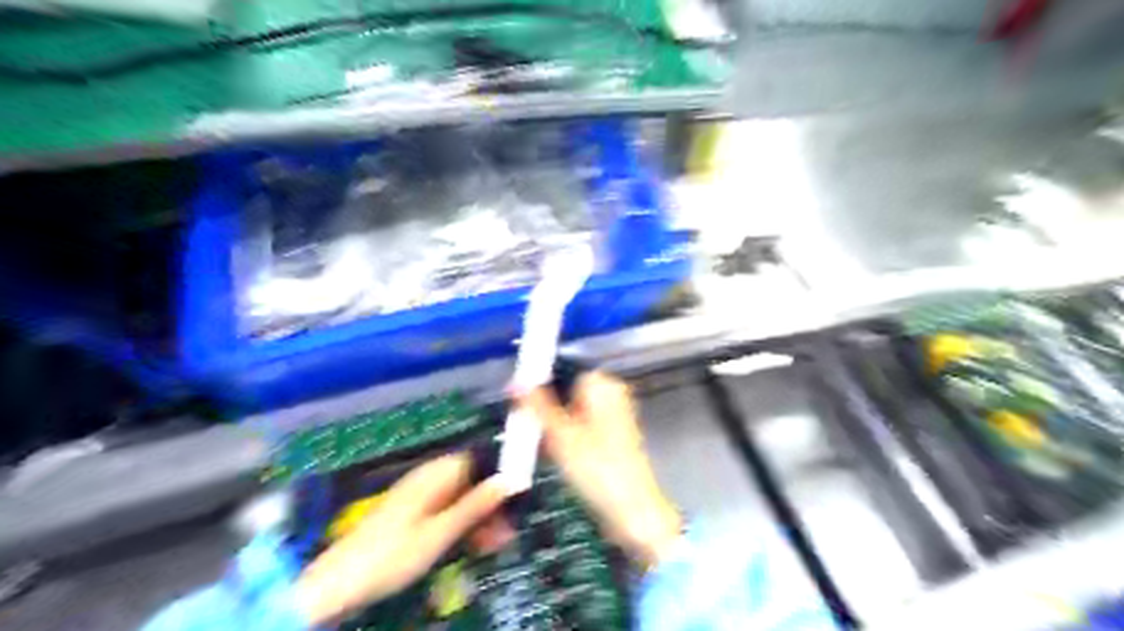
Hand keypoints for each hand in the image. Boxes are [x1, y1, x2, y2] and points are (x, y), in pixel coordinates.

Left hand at [297, 453, 509, 624]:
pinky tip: (472, 544)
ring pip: (461, 498)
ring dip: (479, 517)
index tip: (517, 496)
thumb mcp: (440, 533)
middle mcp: (428, 479)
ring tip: (494, 543)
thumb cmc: (392, 554)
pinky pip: (447, 511)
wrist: (340, 583)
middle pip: (471, 480)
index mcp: (434, 475)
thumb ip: (475, 505)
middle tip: (508, 529)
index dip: (500, 473)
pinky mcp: (413, 515)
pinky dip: (462, 525)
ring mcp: (419, 497)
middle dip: (491, 502)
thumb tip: (508, 481)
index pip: (477, 458)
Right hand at [516, 372, 678, 569]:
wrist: (633, 512)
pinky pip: (579, 429)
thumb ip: (536, 405)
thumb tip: (514, 381)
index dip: (538, 384)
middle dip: (543, 409)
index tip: (515, 401)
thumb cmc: (597, 468)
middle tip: (522, 427)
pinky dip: (565, 439)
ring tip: (534, 444)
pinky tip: (551, 456)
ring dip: (551, 426)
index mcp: (602, 384)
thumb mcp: (560, 435)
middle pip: (565, 392)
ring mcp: (613, 417)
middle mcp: (611, 395)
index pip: (562, 370)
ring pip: (570, 412)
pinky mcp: (612, 439)